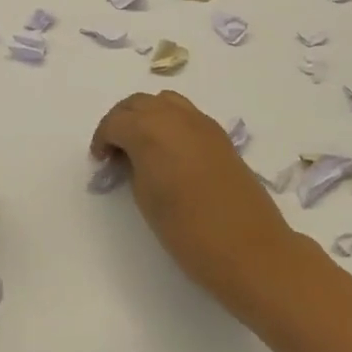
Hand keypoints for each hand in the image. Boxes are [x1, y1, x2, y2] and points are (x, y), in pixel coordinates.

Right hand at [91, 91, 305, 323]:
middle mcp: (175, 116)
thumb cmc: (189, 231)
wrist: (251, 250)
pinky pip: (185, 115)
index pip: (116, 121)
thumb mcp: (146, 199)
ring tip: (141, 146)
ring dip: (146, 116)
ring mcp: (201, 123)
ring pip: (164, 102)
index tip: (100, 160)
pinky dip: (170, 123)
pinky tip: (169, 151)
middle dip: (121, 121)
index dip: (103, 138)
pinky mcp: (220, 136)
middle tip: (114, 150)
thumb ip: (134, 167)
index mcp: (150, 130)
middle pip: (138, 103)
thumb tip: (132, 156)